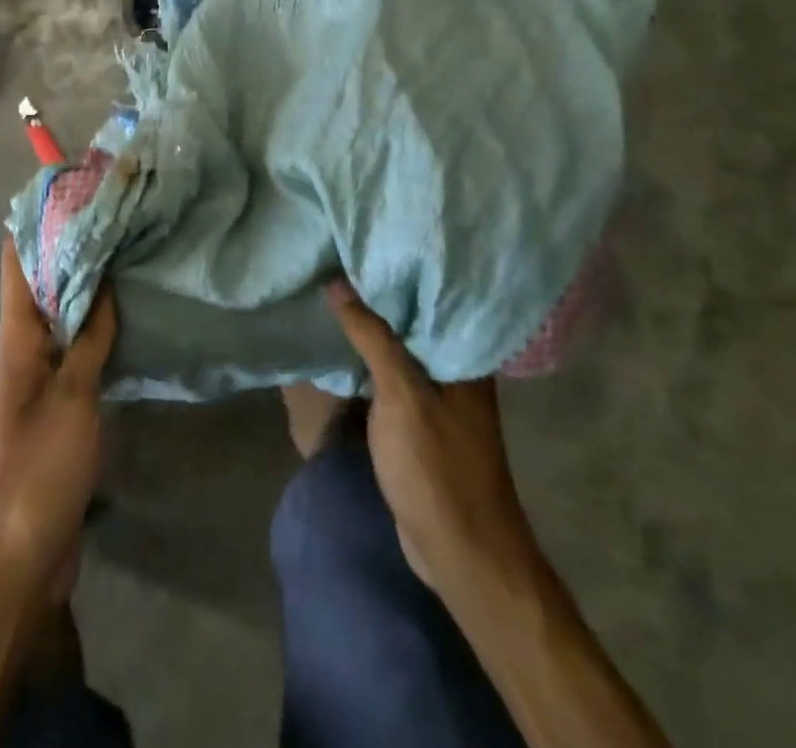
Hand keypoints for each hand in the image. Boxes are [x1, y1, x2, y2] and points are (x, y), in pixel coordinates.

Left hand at [0, 238, 116, 596]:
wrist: (21, 551)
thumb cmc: (40, 465)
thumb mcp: (72, 396)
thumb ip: (89, 337)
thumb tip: (103, 281)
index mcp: (15, 336)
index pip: (17, 261)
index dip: (36, 221)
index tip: (68, 189)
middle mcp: (23, 346)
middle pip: (42, 281)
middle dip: (70, 247)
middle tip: (112, 214)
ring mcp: (40, 373)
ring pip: (62, 312)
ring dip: (86, 284)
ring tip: (124, 251)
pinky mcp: (59, 399)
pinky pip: (76, 346)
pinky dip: (96, 324)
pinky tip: (125, 314)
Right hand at [325, 280, 534, 591]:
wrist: (461, 554)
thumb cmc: (437, 467)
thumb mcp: (401, 394)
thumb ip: (372, 337)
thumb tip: (337, 283)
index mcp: (464, 355)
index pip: (431, 295)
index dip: (397, 268)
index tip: (361, 241)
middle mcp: (456, 369)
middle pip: (412, 320)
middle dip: (377, 296)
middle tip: (335, 260)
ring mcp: (439, 397)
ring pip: (399, 349)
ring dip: (370, 329)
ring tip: (331, 291)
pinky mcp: (420, 421)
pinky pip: (391, 376)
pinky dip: (369, 361)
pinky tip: (341, 344)